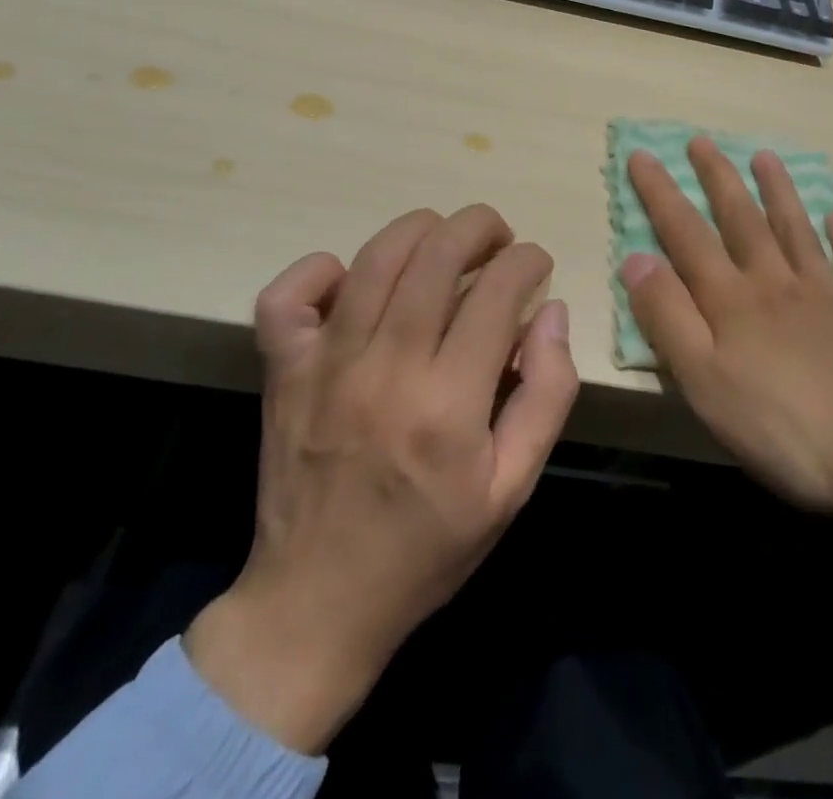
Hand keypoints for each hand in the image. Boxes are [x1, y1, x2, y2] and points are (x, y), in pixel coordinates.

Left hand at [186, 206, 577, 751]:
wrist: (316, 605)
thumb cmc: (426, 547)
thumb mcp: (512, 488)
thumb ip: (546, 394)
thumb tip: (550, 312)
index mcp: (448, 404)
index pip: (497, 292)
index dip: (526, 260)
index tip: (536, 263)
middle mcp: (386, 369)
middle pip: (437, 255)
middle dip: (480, 226)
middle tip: (498, 237)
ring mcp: (325, 365)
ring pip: (375, 258)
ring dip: (420, 229)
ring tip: (444, 238)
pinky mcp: (282, 371)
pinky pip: (287, 296)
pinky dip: (319, 270)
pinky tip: (349, 278)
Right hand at [620, 139, 832, 541]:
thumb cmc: (786, 426)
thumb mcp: (705, 380)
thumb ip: (667, 317)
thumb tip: (634, 258)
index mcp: (733, 300)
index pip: (686, 234)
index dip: (660, 194)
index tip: (642, 154)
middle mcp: (777, 285)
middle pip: (742, 221)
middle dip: (718, 179)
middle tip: (702, 141)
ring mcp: (827, 299)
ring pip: (796, 232)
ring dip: (778, 193)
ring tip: (766, 157)